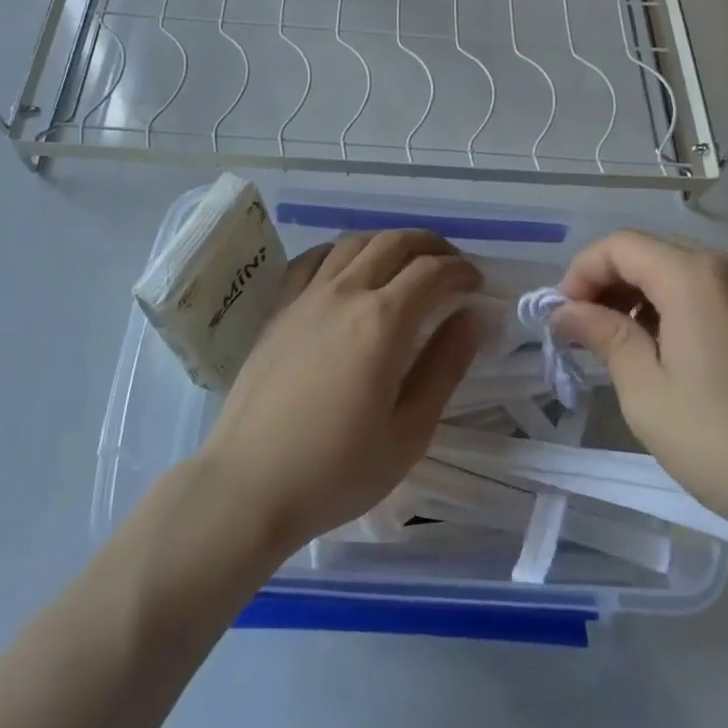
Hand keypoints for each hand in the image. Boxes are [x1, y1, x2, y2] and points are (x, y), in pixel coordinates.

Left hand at [196, 230, 484, 554]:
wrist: (249, 484)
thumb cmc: (337, 469)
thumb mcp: (409, 430)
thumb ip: (446, 366)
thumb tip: (476, 316)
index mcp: (382, 321)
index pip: (431, 272)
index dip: (461, 270)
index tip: (478, 284)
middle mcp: (345, 292)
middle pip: (393, 243)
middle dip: (430, 245)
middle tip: (451, 264)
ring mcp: (306, 296)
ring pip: (353, 243)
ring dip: (388, 243)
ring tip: (406, 262)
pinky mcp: (278, 308)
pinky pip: (312, 259)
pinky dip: (340, 251)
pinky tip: (347, 268)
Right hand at [551, 230, 727, 553]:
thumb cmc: (726, 443)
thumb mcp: (648, 394)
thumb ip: (604, 337)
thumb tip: (565, 312)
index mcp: (695, 278)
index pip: (619, 246)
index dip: (581, 273)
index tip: (563, 317)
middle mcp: (727, 266)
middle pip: (648, 252)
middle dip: (606, 283)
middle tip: (583, 333)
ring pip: (675, 268)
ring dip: (637, 295)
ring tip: (618, 344)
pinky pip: (704, 288)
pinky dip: (670, 304)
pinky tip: (662, 348)